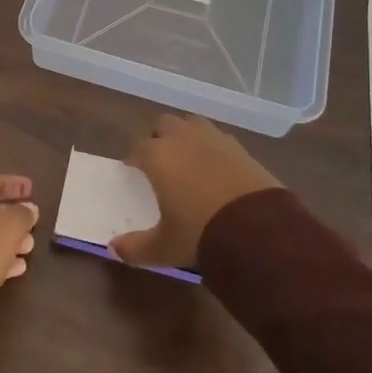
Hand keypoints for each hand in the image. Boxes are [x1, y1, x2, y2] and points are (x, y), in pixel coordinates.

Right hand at [111, 114, 280, 270]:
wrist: (257, 229)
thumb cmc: (200, 233)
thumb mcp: (164, 247)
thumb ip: (135, 247)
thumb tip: (114, 249)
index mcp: (158, 156)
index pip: (138, 148)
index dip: (134, 159)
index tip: (133, 170)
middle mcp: (182, 139)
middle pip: (164, 125)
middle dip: (160, 138)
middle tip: (161, 161)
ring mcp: (214, 139)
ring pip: (192, 123)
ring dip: (186, 135)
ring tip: (188, 157)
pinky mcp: (240, 147)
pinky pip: (218, 137)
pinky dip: (212, 146)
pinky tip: (216, 166)